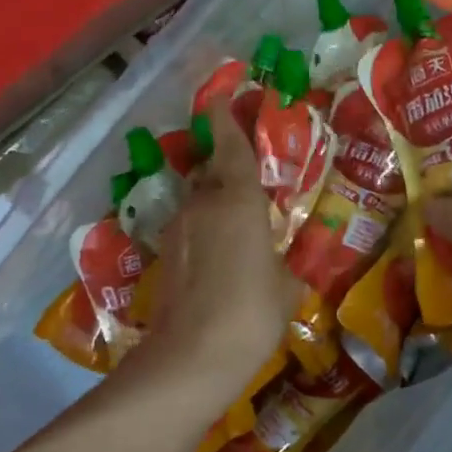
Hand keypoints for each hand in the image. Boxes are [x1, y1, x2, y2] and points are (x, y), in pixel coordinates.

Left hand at [139, 112, 298, 397]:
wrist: (192, 358)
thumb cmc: (252, 312)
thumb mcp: (286, 286)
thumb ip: (283, 263)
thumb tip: (278, 263)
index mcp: (237, 200)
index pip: (231, 146)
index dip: (227, 117)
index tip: (224, 93)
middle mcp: (202, 204)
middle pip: (211, 171)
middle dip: (225, 166)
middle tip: (248, 174)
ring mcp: (177, 229)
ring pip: (198, 202)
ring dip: (214, 203)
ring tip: (238, 226)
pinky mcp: (165, 256)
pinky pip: (190, 229)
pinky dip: (204, 231)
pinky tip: (220, 258)